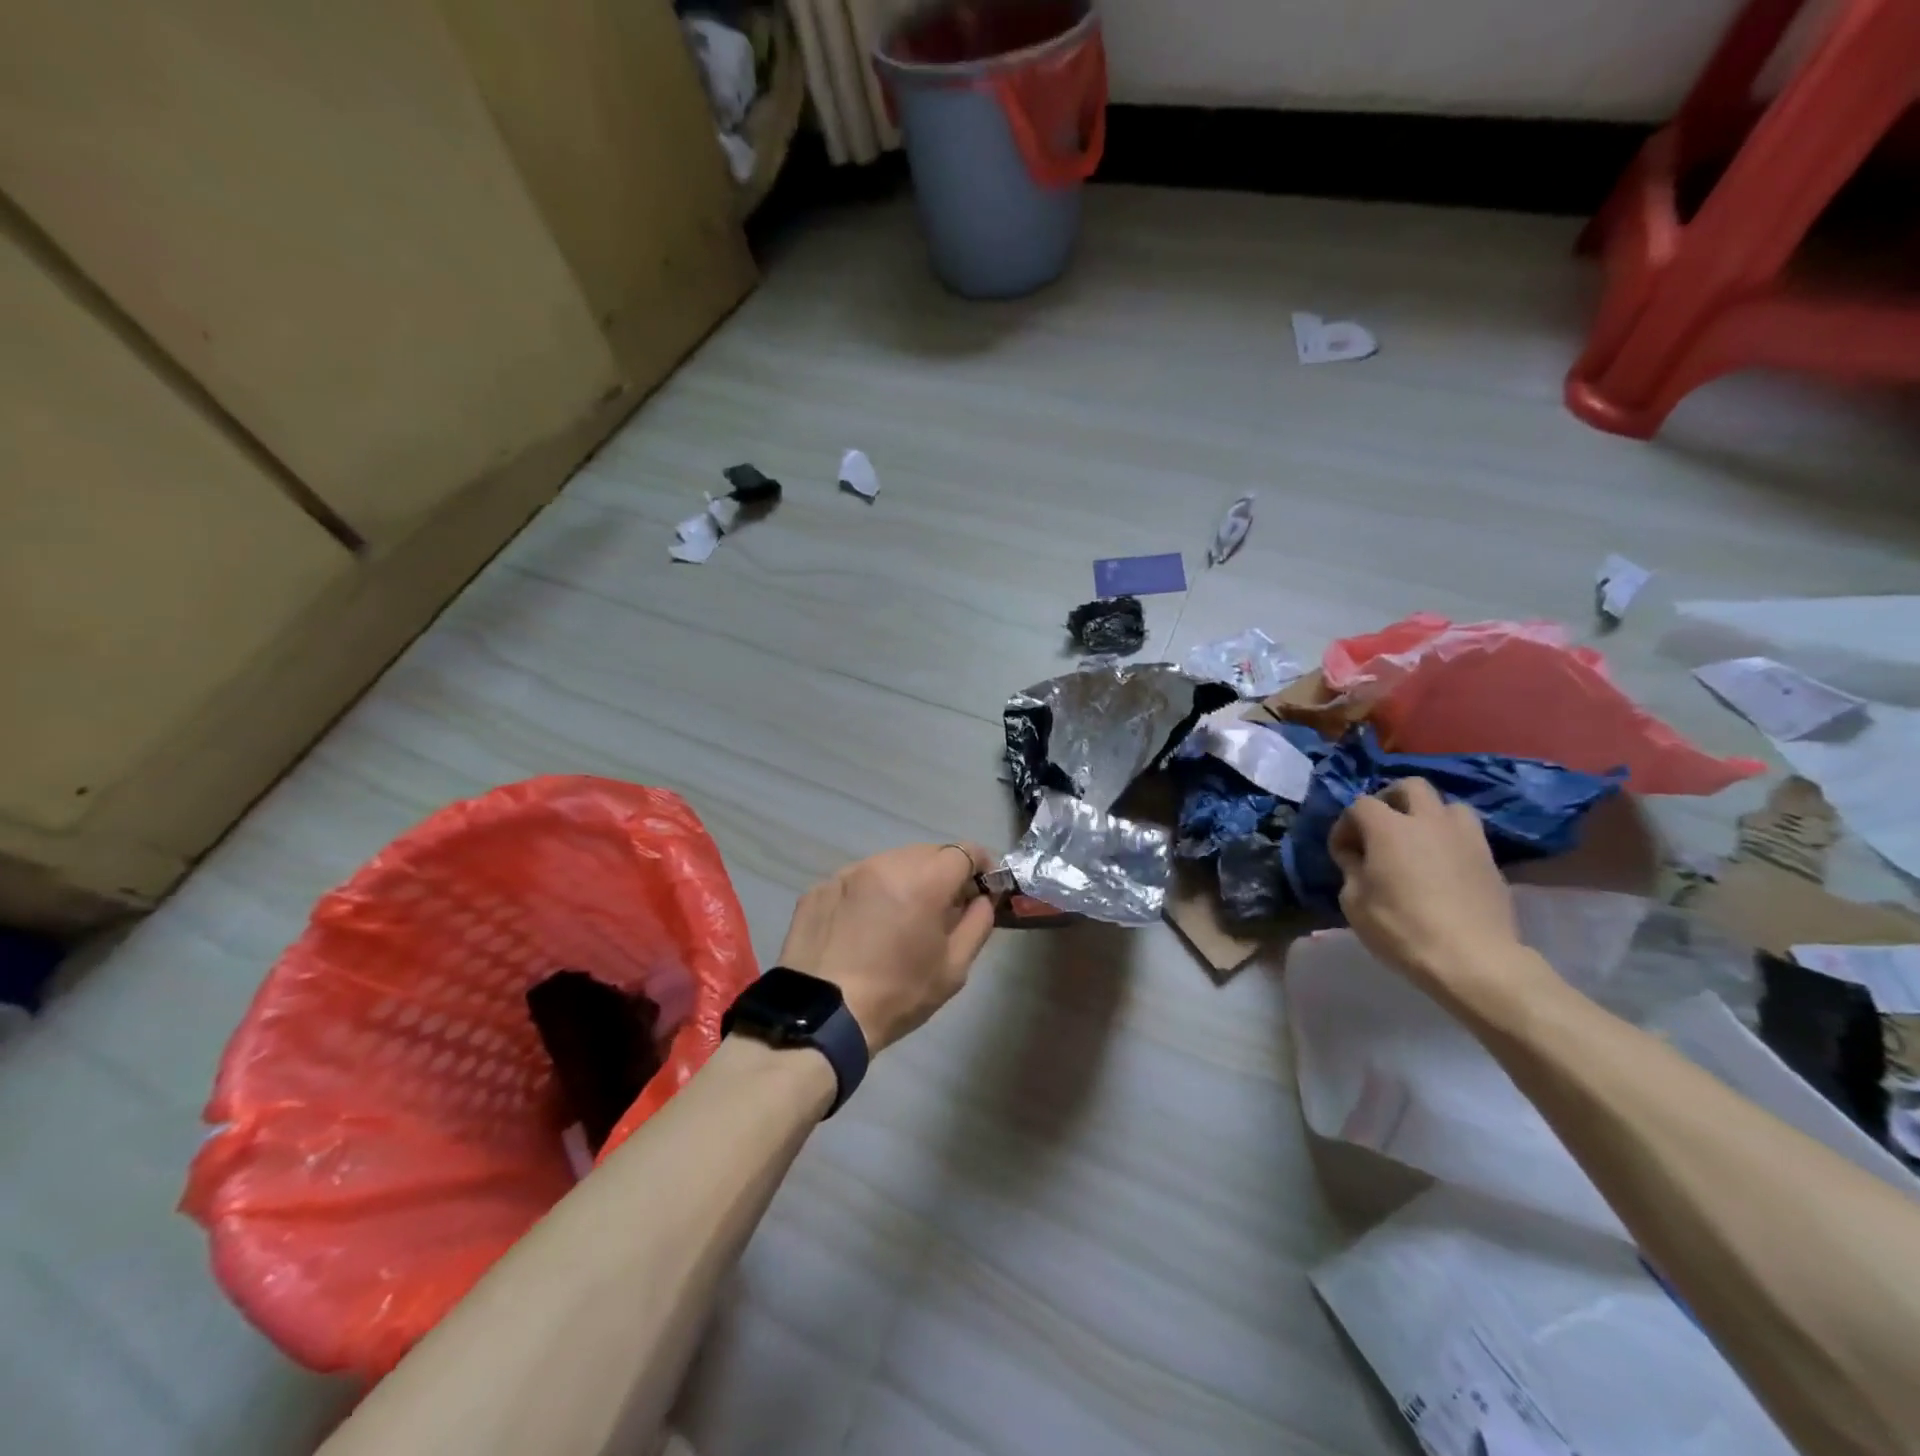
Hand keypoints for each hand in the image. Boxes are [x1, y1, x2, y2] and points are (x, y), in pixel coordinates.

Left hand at [777, 842, 996, 1053]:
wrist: (821, 1017)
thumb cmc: (897, 995)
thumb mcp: (953, 968)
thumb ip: (977, 924)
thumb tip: (982, 899)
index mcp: (924, 880)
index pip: (964, 851)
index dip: (981, 865)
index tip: (984, 887)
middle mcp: (885, 864)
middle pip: (927, 852)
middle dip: (943, 873)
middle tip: (945, 907)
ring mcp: (848, 873)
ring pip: (890, 862)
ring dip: (905, 880)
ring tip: (901, 917)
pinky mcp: (820, 887)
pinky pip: (858, 880)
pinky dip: (870, 894)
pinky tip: (864, 927)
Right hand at [1328, 779, 1532, 1003]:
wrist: (1474, 960)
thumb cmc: (1402, 929)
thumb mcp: (1354, 902)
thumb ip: (1352, 869)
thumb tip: (1357, 856)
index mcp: (1389, 828)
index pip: (1359, 805)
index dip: (1345, 825)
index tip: (1342, 853)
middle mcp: (1429, 821)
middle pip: (1410, 786)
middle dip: (1390, 800)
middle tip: (1380, 829)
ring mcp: (1465, 838)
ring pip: (1447, 805)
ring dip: (1428, 816)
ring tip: (1418, 842)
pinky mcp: (1490, 860)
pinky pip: (1466, 835)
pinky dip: (1450, 841)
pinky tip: (1442, 867)